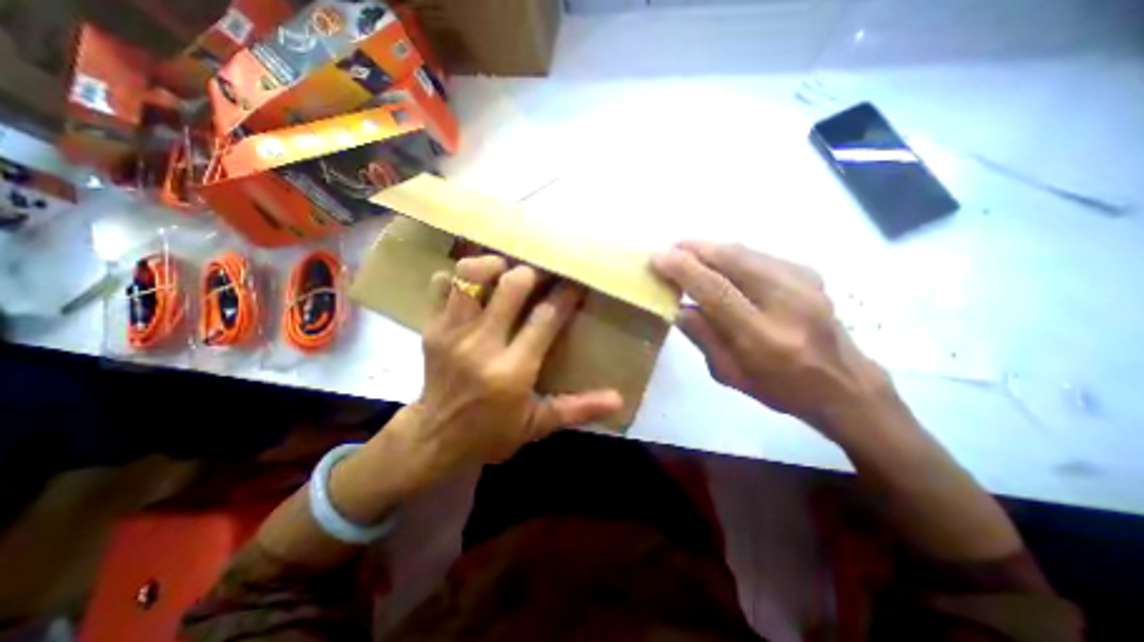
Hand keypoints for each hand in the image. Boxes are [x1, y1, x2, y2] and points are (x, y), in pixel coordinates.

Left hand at [397, 257, 623, 480]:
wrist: (435, 440)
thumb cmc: (493, 433)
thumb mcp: (540, 424)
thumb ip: (580, 408)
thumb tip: (619, 400)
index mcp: (513, 371)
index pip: (546, 318)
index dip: (566, 295)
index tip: (576, 284)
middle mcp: (481, 346)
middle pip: (511, 285)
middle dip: (533, 273)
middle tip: (542, 277)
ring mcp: (452, 333)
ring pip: (471, 275)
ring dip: (494, 266)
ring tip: (507, 273)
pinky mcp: (431, 328)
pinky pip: (441, 283)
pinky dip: (460, 277)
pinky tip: (476, 287)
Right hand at [652, 240, 881, 436]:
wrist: (843, 384)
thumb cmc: (780, 388)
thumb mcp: (729, 373)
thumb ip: (701, 336)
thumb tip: (676, 305)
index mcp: (764, 337)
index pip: (717, 291)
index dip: (684, 270)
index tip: (658, 257)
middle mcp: (788, 302)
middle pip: (733, 259)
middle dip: (694, 249)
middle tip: (668, 249)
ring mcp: (803, 282)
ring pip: (745, 251)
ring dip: (710, 248)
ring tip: (686, 251)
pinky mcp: (808, 272)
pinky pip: (757, 254)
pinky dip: (730, 253)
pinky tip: (716, 261)